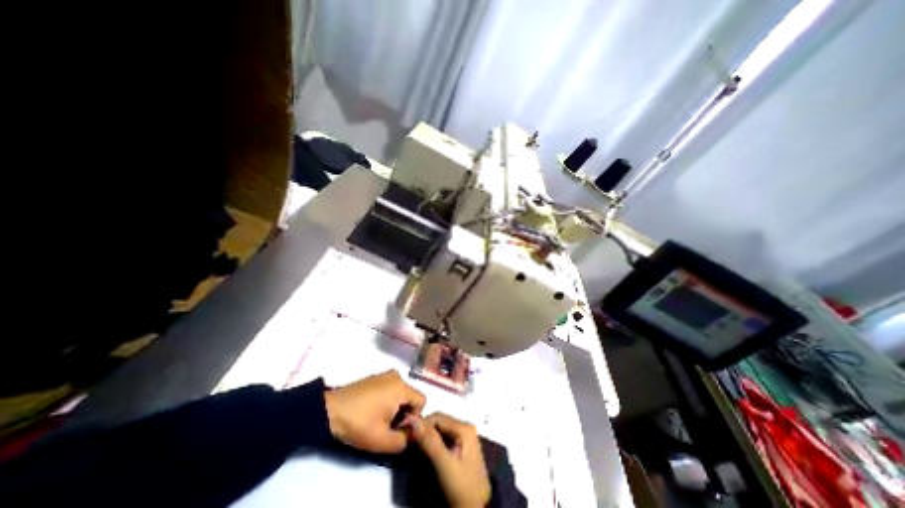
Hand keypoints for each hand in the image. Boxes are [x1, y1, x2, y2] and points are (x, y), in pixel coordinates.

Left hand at [323, 370, 426, 452]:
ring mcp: (385, 374)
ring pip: (401, 393)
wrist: (329, 410)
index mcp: (401, 387)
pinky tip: (372, 411)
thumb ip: (405, 441)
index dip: (414, 418)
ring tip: (379, 420)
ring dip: (396, 408)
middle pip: (411, 397)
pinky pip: (391, 388)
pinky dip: (387, 400)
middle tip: (387, 427)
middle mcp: (397, 376)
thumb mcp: (382, 440)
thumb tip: (414, 434)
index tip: (398, 429)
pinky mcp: (375, 377)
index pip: (422, 401)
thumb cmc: (358, 423)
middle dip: (404, 413)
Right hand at [413, 412, 492, 506]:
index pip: (437, 417)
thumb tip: (412, 419)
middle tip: (409, 443)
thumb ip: (429, 440)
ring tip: (416, 448)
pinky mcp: (462, 448)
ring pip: (441, 431)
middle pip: (440, 422)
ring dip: (428, 437)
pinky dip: (434, 444)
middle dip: (424, 431)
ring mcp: (465, 438)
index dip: (421, 424)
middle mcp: (466, 428)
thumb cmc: (461, 488)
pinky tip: (427, 453)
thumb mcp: (444, 464)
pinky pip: (444, 439)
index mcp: (464, 427)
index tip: (407, 435)